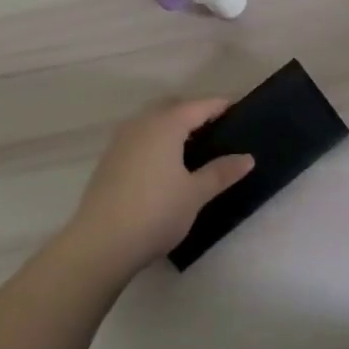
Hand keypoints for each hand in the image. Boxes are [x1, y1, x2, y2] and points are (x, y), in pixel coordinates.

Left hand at [64, 99, 254, 279]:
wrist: (101, 243)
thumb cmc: (156, 212)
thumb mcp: (195, 194)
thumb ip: (221, 172)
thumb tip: (247, 158)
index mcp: (166, 124)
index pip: (198, 106)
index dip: (219, 105)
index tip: (236, 107)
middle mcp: (142, 123)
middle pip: (172, 106)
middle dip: (193, 111)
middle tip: (214, 128)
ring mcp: (121, 140)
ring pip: (152, 120)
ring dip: (171, 124)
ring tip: (191, 147)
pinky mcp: (109, 159)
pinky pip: (139, 136)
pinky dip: (155, 139)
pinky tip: (162, 164)